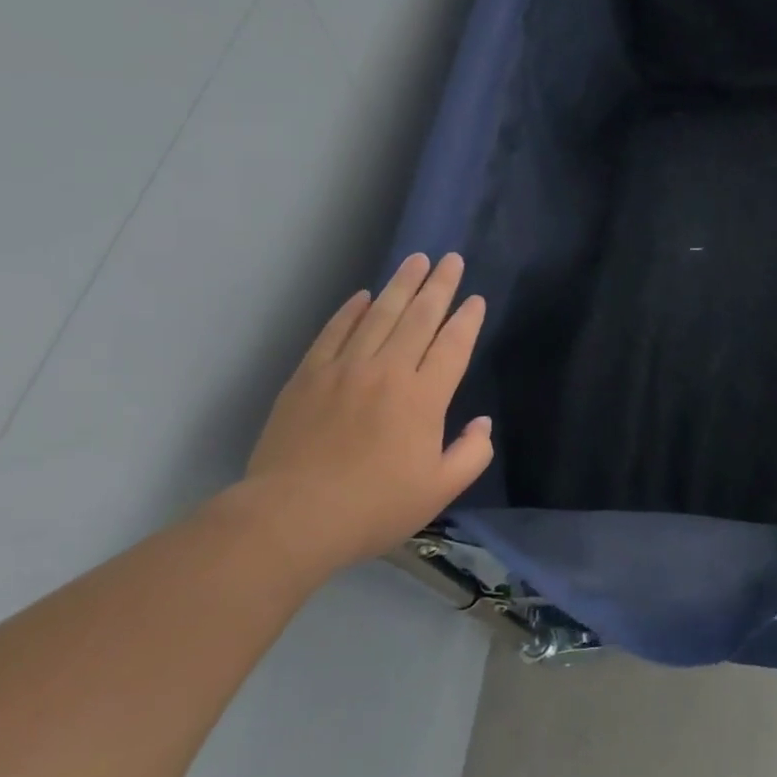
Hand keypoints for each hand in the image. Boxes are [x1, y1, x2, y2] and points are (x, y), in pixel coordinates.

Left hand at [236, 252, 492, 584]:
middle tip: (451, 259)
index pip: (453, 346)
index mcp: (424, 398)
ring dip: (401, 285)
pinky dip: (351, 310)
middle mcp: (388, 371)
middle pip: (419, 318)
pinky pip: (335, 331)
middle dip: (439, 286)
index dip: (467, 320)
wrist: (293, 516)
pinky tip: (362, 295)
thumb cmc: (373, 508)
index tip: (475, 299)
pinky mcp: (309, 374)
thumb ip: (471, 454)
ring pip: (379, 314)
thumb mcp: (438, 492)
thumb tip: (483, 423)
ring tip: (417, 260)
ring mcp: (345, 368)